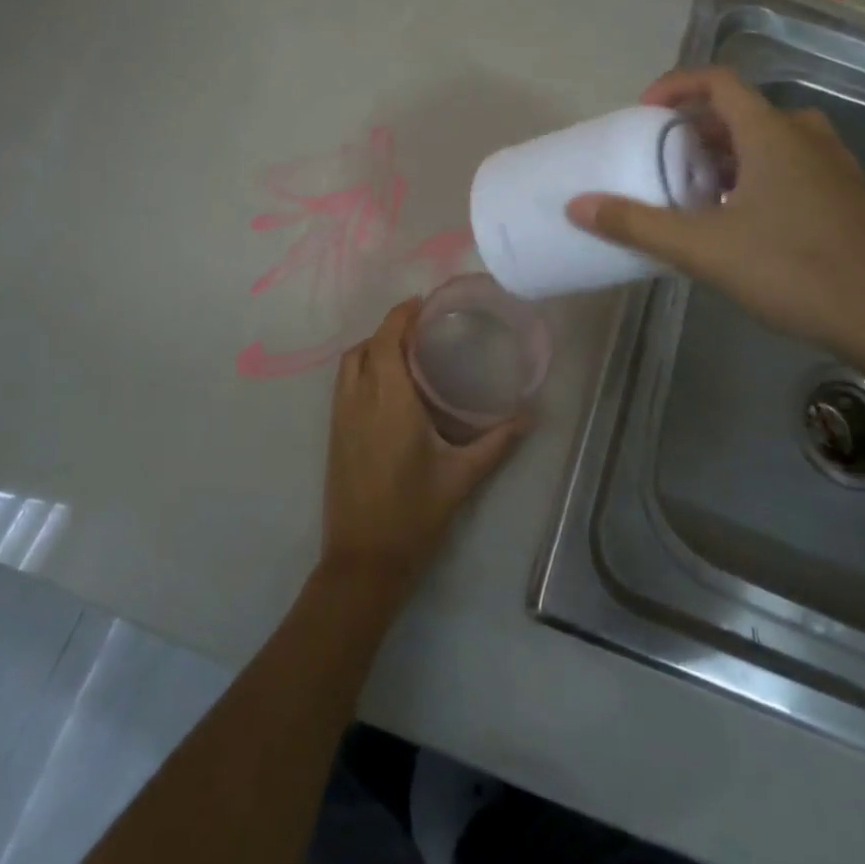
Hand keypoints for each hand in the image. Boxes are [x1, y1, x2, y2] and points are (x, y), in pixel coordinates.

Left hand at [318, 299, 530, 598]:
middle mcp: (359, 400)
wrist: (364, 560)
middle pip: (366, 345)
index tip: (424, 303)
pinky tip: (389, 387)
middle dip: (390, 328)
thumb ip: (497, 441)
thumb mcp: (462, 476)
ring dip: (373, 347)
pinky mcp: (333, 434)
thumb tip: (530, 414)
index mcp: (389, 401)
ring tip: (407, 352)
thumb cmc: (415, 514)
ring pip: (349, 363)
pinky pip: (344, 384)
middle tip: (423, 328)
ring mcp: (340, 417)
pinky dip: (362, 368)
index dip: (401, 314)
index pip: (387, 339)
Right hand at [566, 67, 864, 362]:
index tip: (643, 113)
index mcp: (772, 133)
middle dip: (697, 129)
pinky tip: (742, 220)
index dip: (675, 86)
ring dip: (727, 154)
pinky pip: (792, 165)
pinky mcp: (847, 195)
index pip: (718, 81)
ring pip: (769, 140)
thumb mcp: (702, 248)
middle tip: (664, 159)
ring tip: (696, 191)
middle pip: (742, 112)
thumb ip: (636, 224)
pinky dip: (757, 174)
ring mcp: (834, 165)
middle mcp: (807, 136)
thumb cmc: (792, 270)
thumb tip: (577, 205)